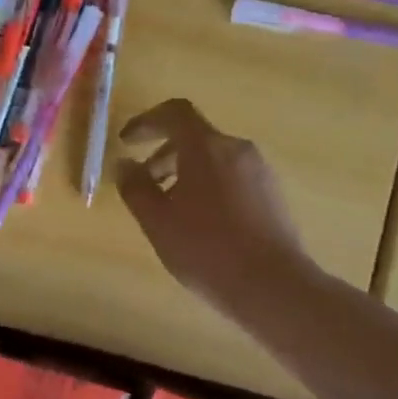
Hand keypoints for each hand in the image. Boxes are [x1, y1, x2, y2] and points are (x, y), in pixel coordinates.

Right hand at [115, 98, 310, 320]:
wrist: (273, 286)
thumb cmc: (206, 249)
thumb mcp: (157, 221)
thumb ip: (135, 187)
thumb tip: (124, 164)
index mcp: (206, 147)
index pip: (175, 113)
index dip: (146, 122)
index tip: (127, 142)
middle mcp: (237, 149)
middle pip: (195, 137)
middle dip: (163, 154)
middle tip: (144, 183)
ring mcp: (260, 171)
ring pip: (214, 158)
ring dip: (186, 172)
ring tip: (170, 209)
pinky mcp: (273, 195)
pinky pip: (232, 177)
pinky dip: (209, 186)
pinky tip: (201, 223)